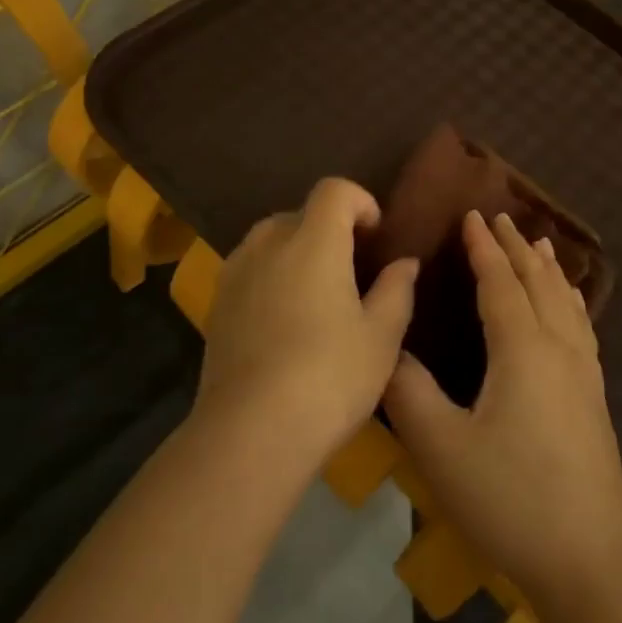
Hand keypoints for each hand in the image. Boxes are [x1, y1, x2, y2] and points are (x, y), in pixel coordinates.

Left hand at [195, 178, 419, 464]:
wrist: (250, 432)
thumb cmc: (329, 377)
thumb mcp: (381, 338)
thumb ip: (396, 290)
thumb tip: (404, 262)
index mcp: (312, 241)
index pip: (333, 190)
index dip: (360, 201)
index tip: (376, 235)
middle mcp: (268, 243)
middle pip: (300, 213)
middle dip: (329, 229)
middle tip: (352, 270)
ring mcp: (236, 272)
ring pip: (270, 240)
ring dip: (296, 251)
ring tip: (316, 294)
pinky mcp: (217, 303)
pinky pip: (249, 269)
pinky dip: (271, 276)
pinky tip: (284, 320)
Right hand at [385, 211, 621, 609]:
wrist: (589, 560)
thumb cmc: (509, 498)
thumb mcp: (441, 447)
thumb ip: (407, 390)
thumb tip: (389, 347)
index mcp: (522, 349)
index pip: (500, 282)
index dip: (484, 247)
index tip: (471, 215)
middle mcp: (558, 348)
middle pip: (538, 282)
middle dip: (517, 247)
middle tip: (500, 217)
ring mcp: (584, 373)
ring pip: (566, 302)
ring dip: (548, 269)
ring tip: (541, 244)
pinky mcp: (595, 398)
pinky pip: (582, 327)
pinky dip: (572, 300)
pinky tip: (572, 306)